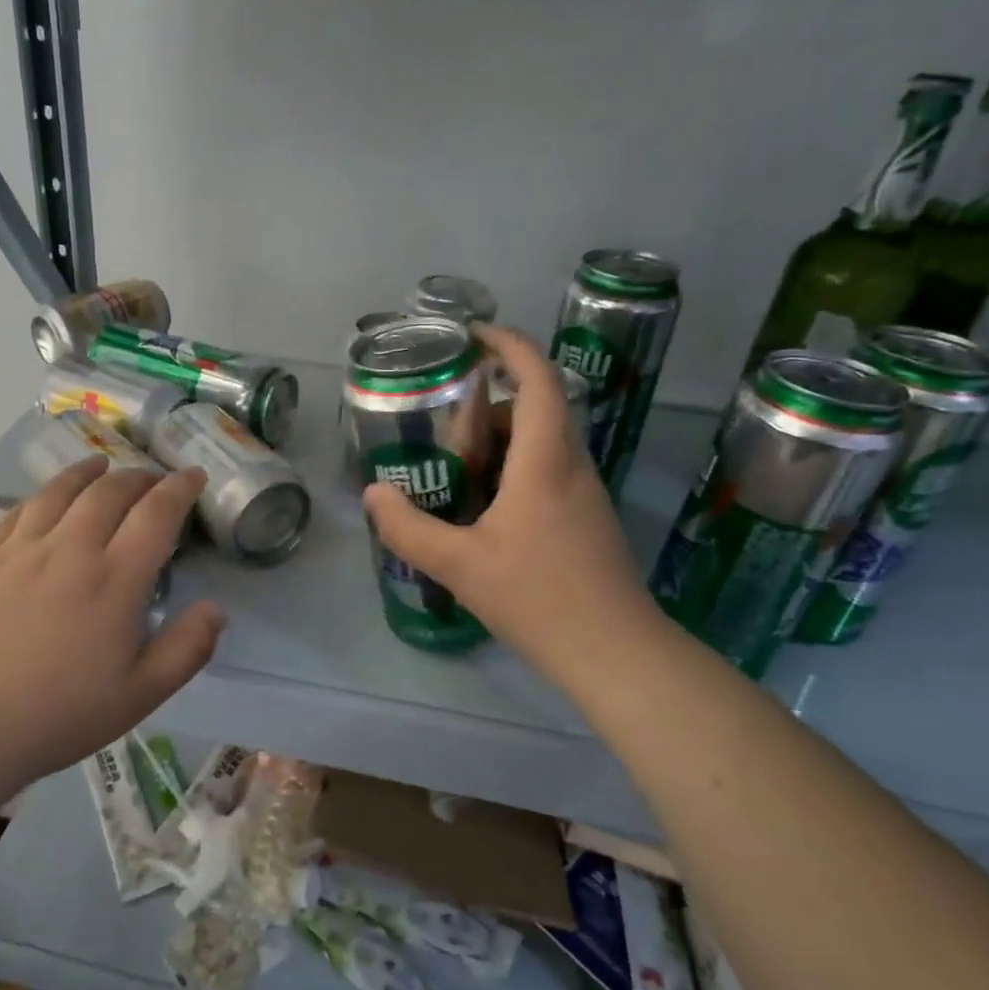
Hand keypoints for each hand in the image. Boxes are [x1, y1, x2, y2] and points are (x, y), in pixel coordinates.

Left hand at [0, 459, 225, 791]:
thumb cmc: (57, 715)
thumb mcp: (140, 695)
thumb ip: (186, 649)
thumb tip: (216, 608)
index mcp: (115, 579)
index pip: (156, 514)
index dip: (180, 488)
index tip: (193, 475)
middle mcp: (72, 549)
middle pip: (110, 492)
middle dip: (138, 477)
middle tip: (152, 479)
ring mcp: (23, 550)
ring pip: (62, 491)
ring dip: (89, 472)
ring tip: (101, 465)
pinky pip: (20, 510)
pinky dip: (44, 494)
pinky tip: (47, 497)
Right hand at [362, 325, 661, 691]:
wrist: (615, 653)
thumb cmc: (538, 598)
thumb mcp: (459, 564)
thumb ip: (409, 528)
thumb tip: (374, 494)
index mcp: (545, 461)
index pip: (538, 379)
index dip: (509, 345)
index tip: (472, 336)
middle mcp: (572, 466)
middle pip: (538, 408)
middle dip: (492, 402)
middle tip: (444, 419)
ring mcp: (585, 494)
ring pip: (543, 443)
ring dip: (501, 440)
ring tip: (454, 465)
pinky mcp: (587, 520)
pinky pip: (548, 472)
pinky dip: (513, 471)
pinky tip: (482, 510)